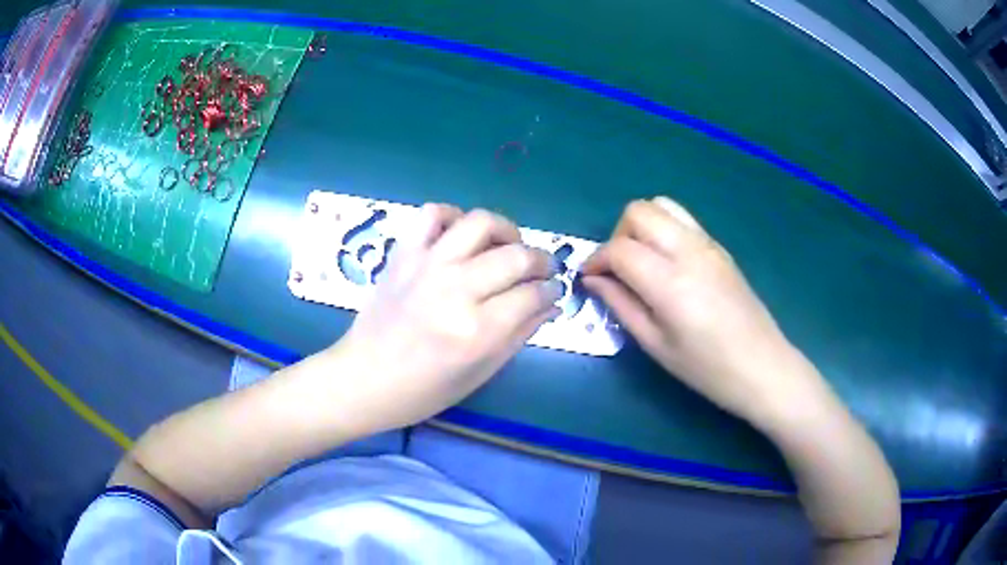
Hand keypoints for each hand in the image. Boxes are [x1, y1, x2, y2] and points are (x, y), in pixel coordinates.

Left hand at [333, 204, 561, 433]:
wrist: (363, 378)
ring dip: (505, 229)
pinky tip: (462, 236)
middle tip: (542, 270)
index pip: (533, 295)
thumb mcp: (480, 373)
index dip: (551, 290)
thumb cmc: (424, 390)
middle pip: (515, 256)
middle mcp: (455, 290)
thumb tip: (551, 305)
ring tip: (508, 245)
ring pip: (479, 223)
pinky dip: (453, 216)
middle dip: (541, 260)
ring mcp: (426, 266)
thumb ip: (519, 335)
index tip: (554, 291)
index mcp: (477, 331)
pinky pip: (432, 214)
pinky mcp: (403, 254)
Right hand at [583, 197, 812, 424]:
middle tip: (617, 270)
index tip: (589, 278)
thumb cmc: (707, 368)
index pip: (619, 249)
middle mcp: (689, 250)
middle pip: (638, 212)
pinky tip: (666, 263)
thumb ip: (621, 306)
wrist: (762, 366)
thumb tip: (593, 280)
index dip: (596, 260)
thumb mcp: (656, 345)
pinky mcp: (719, 247)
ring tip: (641, 261)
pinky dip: (663, 229)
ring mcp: (708, 244)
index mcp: (670, 282)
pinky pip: (682, 219)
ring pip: (661, 205)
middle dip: (617, 235)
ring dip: (641, 226)